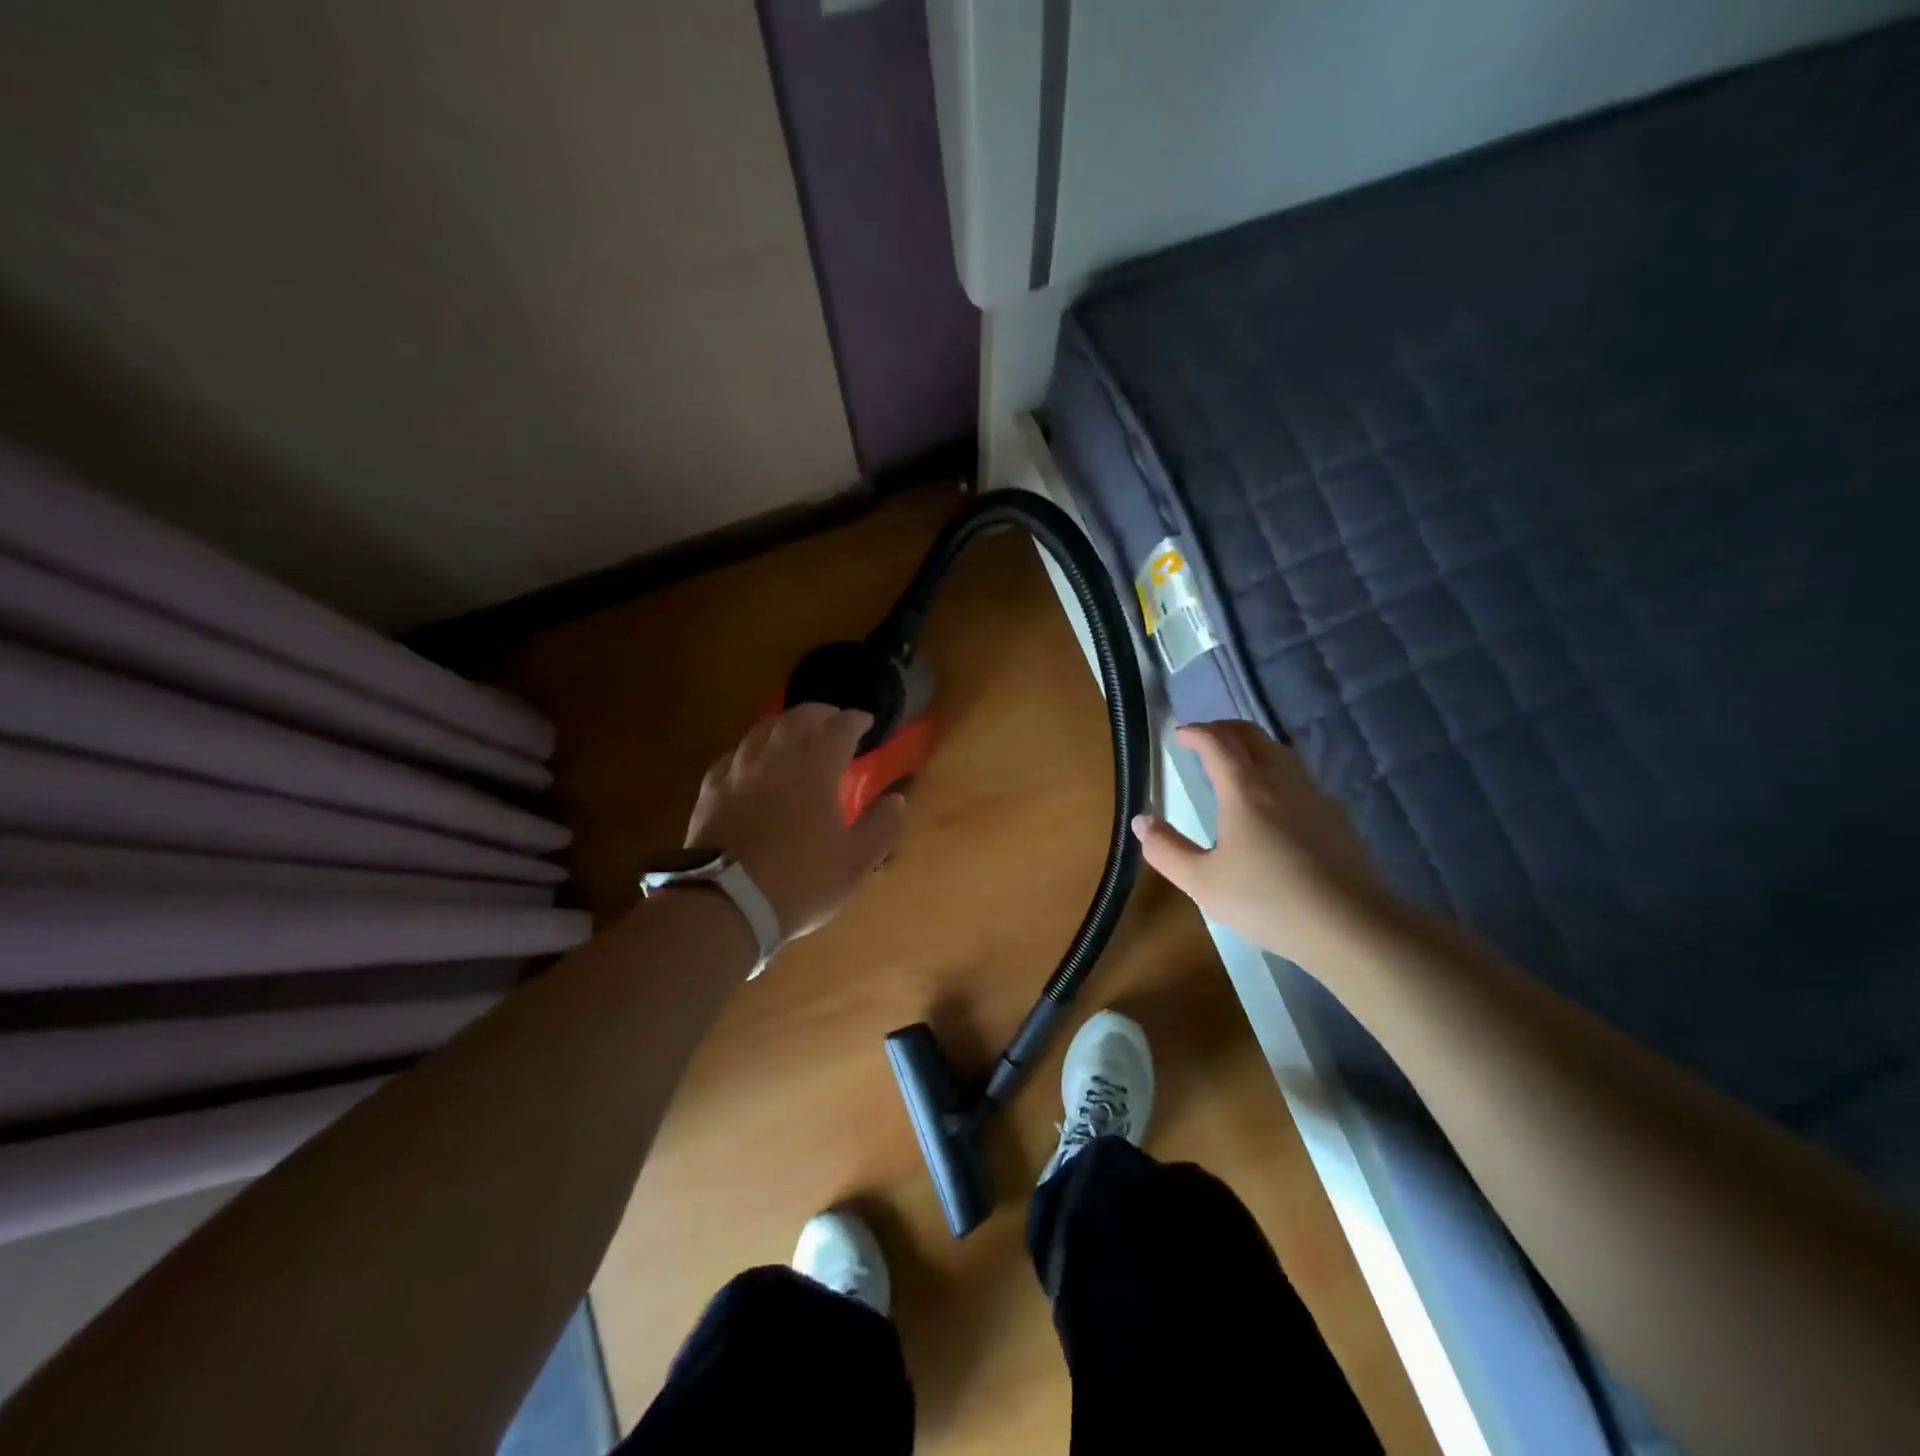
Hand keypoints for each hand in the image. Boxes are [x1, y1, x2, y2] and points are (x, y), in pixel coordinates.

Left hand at [686, 704, 905, 939]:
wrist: (726, 904)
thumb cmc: (801, 881)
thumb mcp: (857, 860)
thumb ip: (882, 826)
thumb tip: (896, 800)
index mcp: (815, 766)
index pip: (840, 727)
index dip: (856, 720)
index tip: (867, 722)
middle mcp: (775, 757)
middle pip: (798, 718)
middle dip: (820, 713)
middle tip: (833, 720)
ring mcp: (738, 771)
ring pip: (761, 730)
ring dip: (784, 725)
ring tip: (794, 734)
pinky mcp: (711, 791)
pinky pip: (733, 756)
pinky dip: (751, 751)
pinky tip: (751, 763)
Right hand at [1132, 722, 1388, 969]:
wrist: (1352, 925)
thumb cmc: (1268, 900)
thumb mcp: (1202, 882)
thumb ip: (1166, 850)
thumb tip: (1141, 821)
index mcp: (1244, 789)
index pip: (1217, 742)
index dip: (1196, 733)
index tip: (1180, 734)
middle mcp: (1280, 780)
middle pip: (1252, 736)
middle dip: (1224, 729)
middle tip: (1204, 739)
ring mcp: (1313, 796)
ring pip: (1280, 753)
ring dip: (1253, 747)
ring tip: (1236, 763)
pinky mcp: (1335, 817)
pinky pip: (1299, 779)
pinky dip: (1276, 772)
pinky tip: (1274, 803)